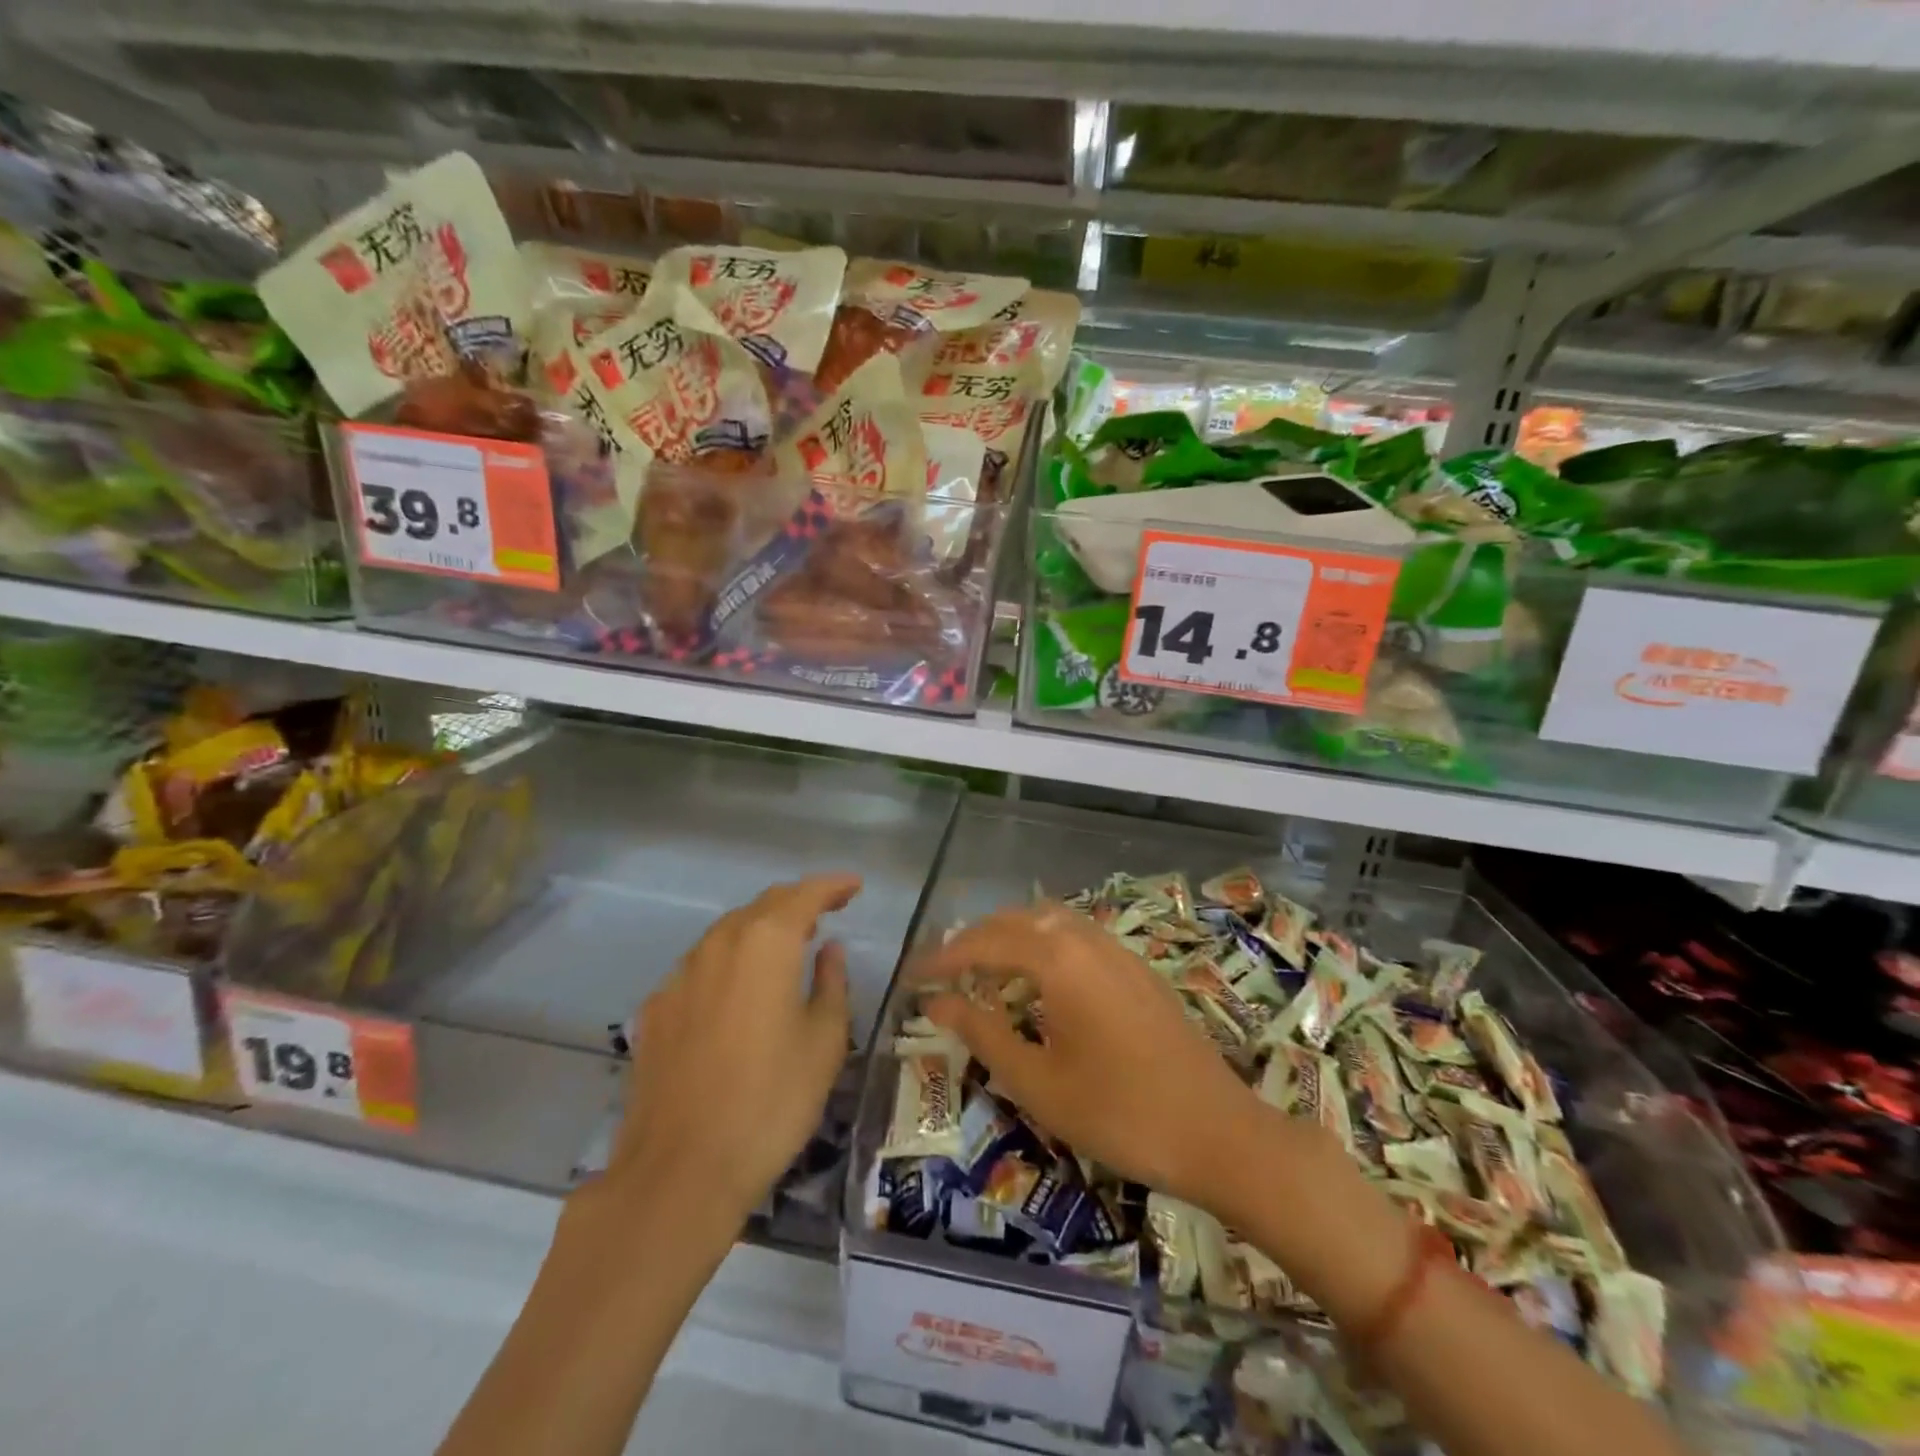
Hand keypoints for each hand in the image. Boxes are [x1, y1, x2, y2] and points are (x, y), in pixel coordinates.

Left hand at [602, 874, 861, 1223]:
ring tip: (788, 946)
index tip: (855, 886)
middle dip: (797, 902)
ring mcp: (680, 976)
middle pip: (763, 906)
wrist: (680, 1171)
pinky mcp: (656, 1010)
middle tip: (827, 912)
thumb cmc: (771, 1101)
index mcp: (766, 943)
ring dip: (761, 929)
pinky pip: (701, 966)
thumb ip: (831, 984)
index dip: (833, 885)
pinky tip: (739, 992)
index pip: (804, 895)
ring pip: (727, 932)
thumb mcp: (824, 1042)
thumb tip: (828, 950)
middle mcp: (719, 944)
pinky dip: (729, 962)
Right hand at [920, 903, 1261, 1208]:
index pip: (985, 943)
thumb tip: (936, 1003)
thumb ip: (983, 1032)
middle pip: (1017, 919)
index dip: (944, 958)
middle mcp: (1087, 939)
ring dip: (1011, 935)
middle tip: (943, 970)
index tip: (912, 976)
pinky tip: (1039, 978)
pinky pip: (1077, 934)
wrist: (1217, 1131)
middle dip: (975, 939)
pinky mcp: (1137, 967)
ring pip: (1050, 920)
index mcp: (1059, 959)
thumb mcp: (1037, 1081)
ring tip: (984, 968)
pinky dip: (1043, 942)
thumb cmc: (1118, 1113)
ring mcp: (1117, 950)